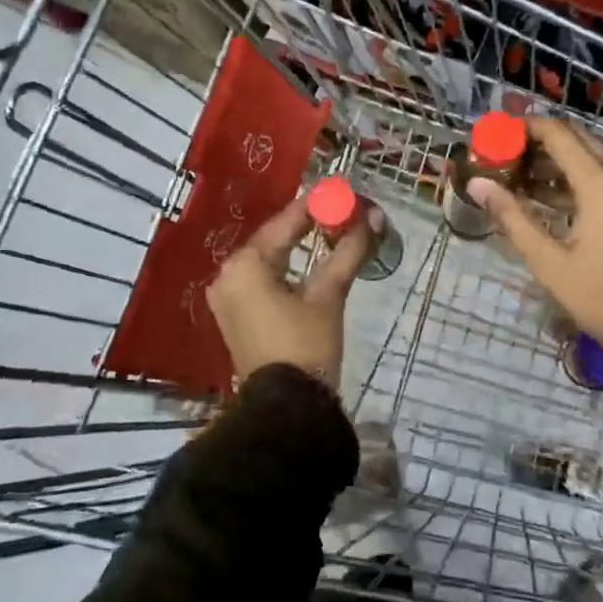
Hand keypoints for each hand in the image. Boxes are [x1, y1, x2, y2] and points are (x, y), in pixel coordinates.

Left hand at [207, 190, 377, 387]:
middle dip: (308, 225)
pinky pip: (262, 277)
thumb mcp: (329, 295)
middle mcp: (228, 274)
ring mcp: (228, 296)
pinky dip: (286, 267)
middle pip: (275, 238)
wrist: (286, 409)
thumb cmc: (306, 346)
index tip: (342, 192)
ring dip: (298, 245)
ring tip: (331, 231)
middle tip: (341, 211)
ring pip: (269, 258)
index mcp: (245, 264)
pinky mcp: (235, 315)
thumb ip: (349, 251)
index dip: (316, 206)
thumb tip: (375, 217)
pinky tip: (310, 260)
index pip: (285, 222)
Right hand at [467, 117, 602, 348]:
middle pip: (576, 139)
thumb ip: (512, 217)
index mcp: (600, 184)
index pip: (558, 134)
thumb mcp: (548, 261)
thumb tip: (479, 184)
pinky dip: (574, 178)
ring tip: (517, 177)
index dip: (525, 128)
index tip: (496, 135)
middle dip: (539, 141)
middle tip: (505, 155)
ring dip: (555, 161)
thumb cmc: (600, 295)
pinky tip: (545, 197)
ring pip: (590, 158)